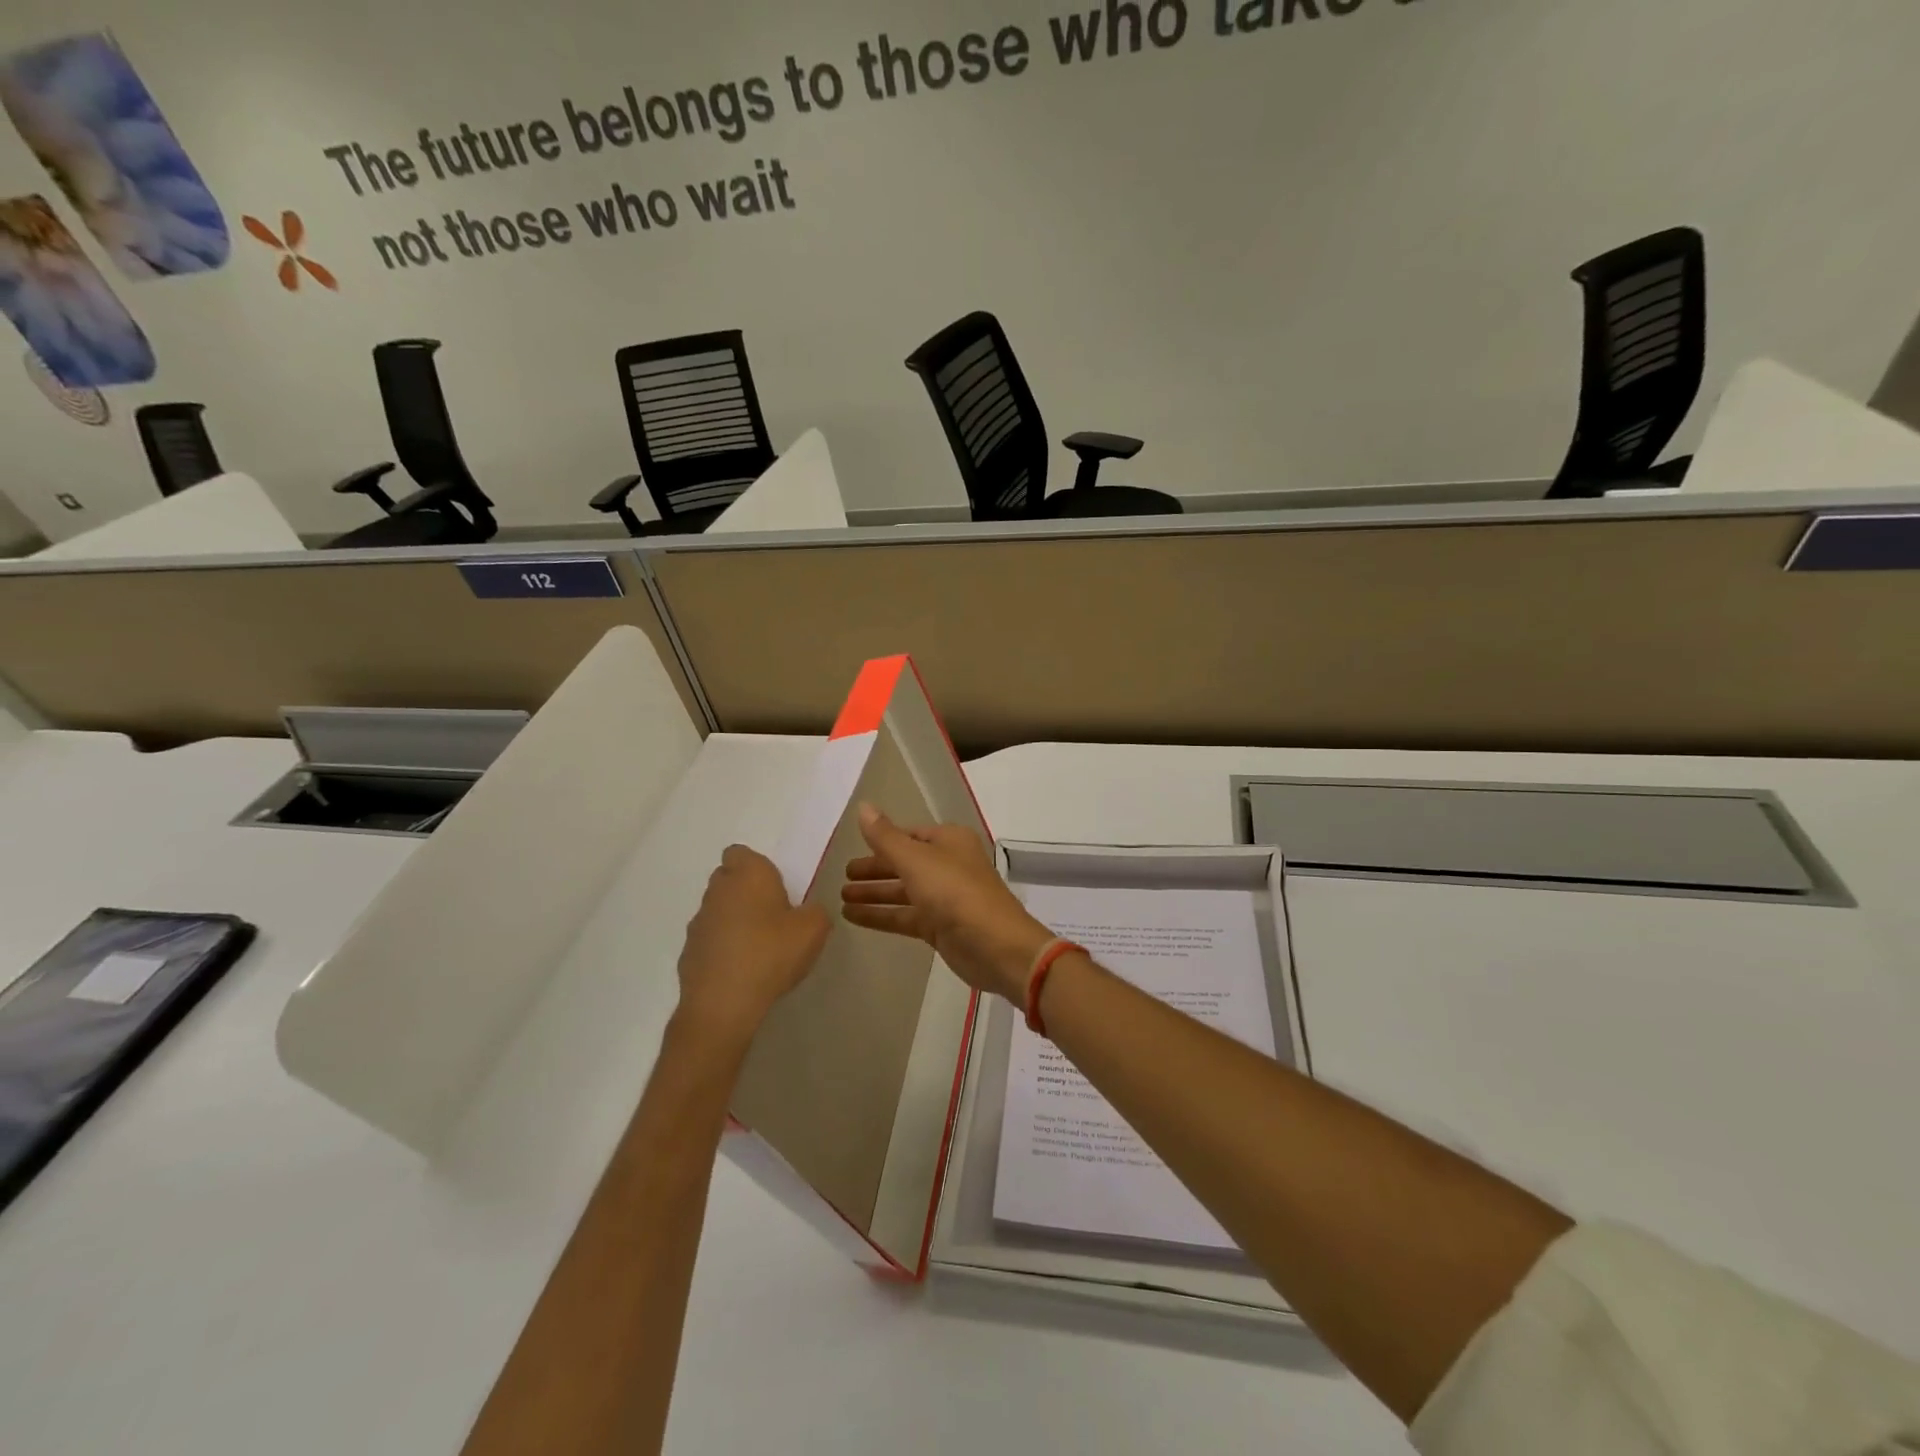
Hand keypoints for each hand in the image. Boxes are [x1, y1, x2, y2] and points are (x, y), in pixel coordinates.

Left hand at [676, 845, 829, 1047]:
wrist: (723, 1004)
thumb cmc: (771, 954)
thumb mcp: (814, 929)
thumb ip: (816, 912)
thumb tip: (806, 912)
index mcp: (748, 874)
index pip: (741, 853)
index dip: (757, 867)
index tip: (776, 888)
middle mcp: (718, 890)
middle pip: (728, 879)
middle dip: (746, 892)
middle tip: (772, 916)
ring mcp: (698, 922)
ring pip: (718, 910)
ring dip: (733, 921)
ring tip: (758, 949)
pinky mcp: (687, 952)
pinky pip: (710, 940)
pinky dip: (722, 948)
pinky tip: (741, 971)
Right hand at [840, 804, 1054, 1002]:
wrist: (994, 946)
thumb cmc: (955, 892)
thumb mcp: (916, 860)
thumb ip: (885, 837)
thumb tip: (863, 806)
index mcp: (949, 841)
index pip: (909, 834)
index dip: (883, 839)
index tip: (853, 845)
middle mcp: (948, 865)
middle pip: (904, 863)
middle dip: (875, 869)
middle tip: (842, 875)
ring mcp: (944, 898)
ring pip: (903, 891)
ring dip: (874, 893)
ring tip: (840, 897)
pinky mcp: (940, 927)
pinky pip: (904, 916)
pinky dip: (881, 915)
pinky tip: (853, 917)